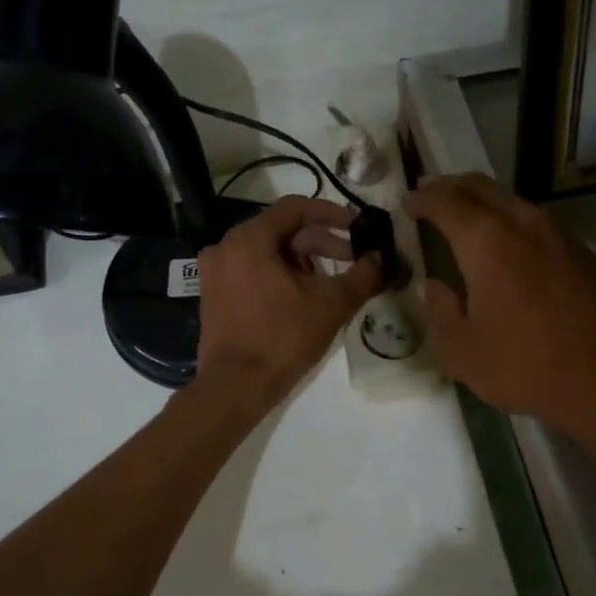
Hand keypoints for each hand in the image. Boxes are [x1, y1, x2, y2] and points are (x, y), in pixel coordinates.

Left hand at [195, 197, 381, 407]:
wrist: (234, 387)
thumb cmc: (282, 339)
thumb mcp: (331, 305)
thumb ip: (362, 275)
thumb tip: (381, 258)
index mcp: (249, 239)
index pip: (295, 208)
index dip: (331, 213)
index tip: (358, 227)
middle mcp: (225, 247)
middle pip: (281, 230)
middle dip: (320, 243)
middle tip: (352, 259)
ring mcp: (216, 272)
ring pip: (267, 252)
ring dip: (303, 261)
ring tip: (331, 282)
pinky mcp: (214, 294)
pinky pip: (252, 270)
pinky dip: (280, 275)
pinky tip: (303, 296)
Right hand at [405, 174, 595, 436]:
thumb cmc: (526, 366)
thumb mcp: (462, 352)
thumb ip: (440, 311)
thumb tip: (435, 286)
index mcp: (486, 242)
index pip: (446, 203)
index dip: (422, 199)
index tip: (407, 203)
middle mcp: (523, 224)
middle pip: (481, 188)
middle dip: (451, 186)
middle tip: (431, 193)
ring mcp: (560, 235)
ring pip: (513, 201)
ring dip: (484, 201)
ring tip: (466, 216)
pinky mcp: (584, 253)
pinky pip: (538, 222)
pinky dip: (512, 221)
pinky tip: (510, 245)